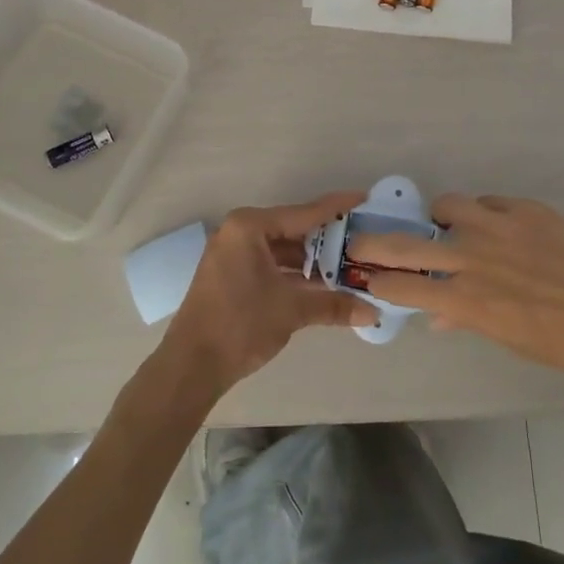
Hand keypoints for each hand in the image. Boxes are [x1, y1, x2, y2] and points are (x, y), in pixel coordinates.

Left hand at [162, 191, 375, 397]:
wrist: (192, 365)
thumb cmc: (240, 324)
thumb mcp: (291, 310)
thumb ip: (333, 305)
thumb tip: (372, 312)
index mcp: (249, 227)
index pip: (303, 213)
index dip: (336, 208)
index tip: (363, 198)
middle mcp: (240, 232)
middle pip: (293, 230)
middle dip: (327, 240)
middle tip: (362, 240)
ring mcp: (233, 254)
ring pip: (282, 250)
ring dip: (312, 261)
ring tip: (349, 266)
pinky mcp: (232, 275)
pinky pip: (270, 264)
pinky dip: (294, 274)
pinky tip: (322, 285)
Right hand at [346, 194, 563, 395]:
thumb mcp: (513, 341)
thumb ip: (470, 319)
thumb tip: (439, 314)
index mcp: (469, 300)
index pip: (403, 287)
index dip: (378, 281)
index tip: (364, 276)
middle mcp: (474, 258)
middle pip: (406, 243)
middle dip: (375, 243)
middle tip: (361, 241)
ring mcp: (499, 226)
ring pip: (447, 206)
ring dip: (440, 217)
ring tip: (451, 227)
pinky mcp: (526, 209)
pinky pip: (489, 202)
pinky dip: (483, 213)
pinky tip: (497, 227)